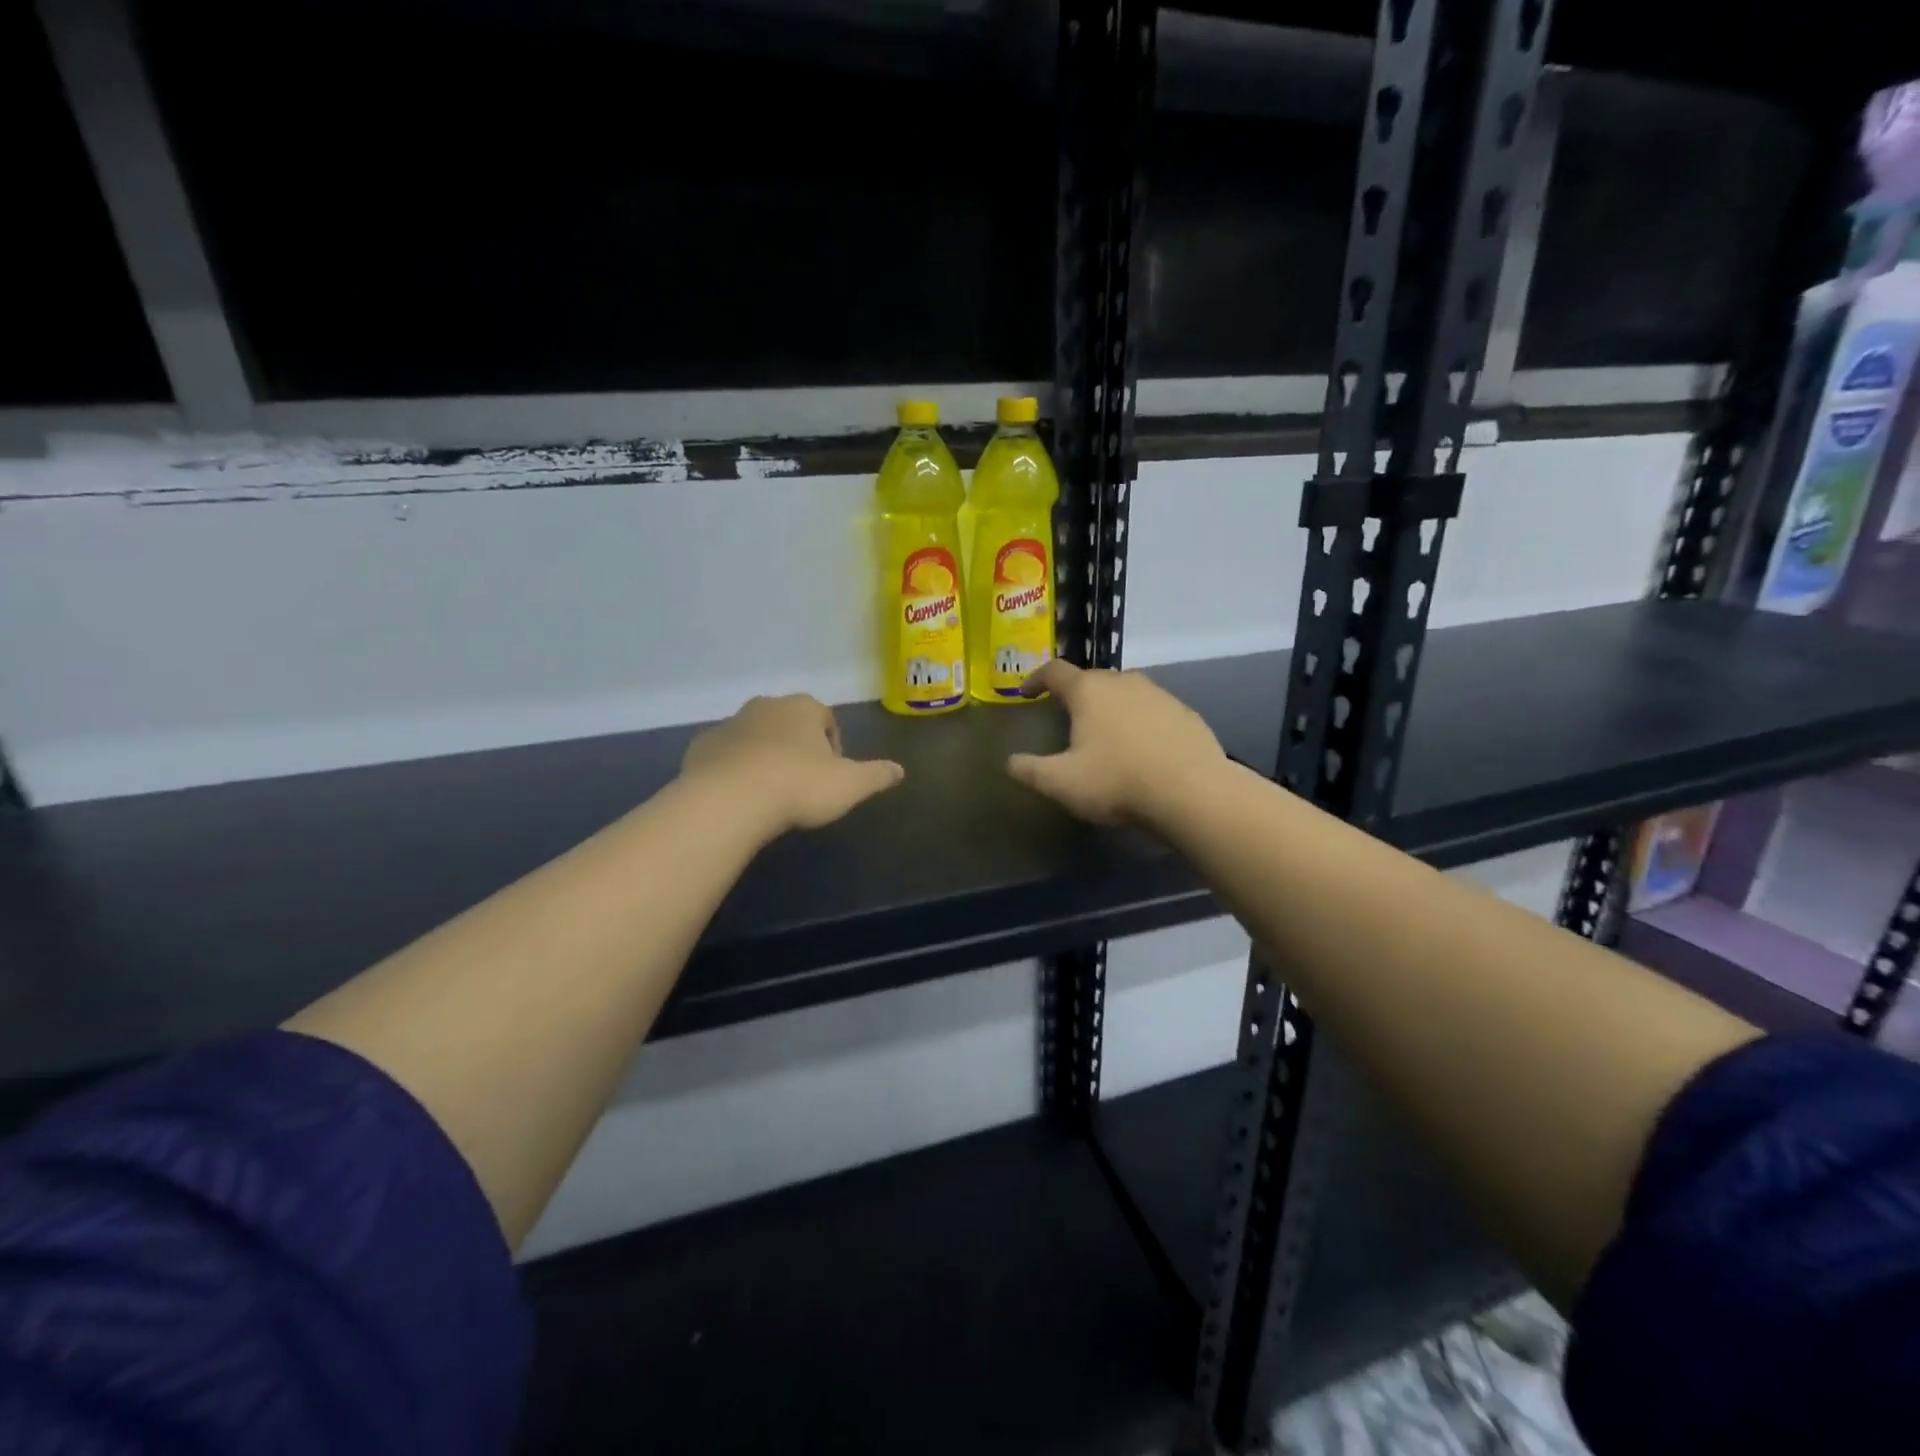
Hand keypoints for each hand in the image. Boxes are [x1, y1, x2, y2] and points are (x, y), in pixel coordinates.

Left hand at [682, 695, 903, 836]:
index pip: (826, 719)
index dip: (833, 746)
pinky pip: (725, 754)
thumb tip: (900, 770)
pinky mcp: (702, 746)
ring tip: (771, 793)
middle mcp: (765, 706)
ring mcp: (730, 724)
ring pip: (755, 737)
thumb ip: (877, 775)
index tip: (832, 775)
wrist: (729, 801)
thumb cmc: (798, 786)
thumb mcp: (850, 785)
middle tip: (803, 784)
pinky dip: (734, 768)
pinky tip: (741, 796)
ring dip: (765, 756)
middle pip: (789, 724)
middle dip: (798, 748)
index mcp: (803, 708)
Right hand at [1006, 661, 1226, 827]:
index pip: (1054, 671)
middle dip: (1075, 695)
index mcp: (1088, 690)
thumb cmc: (1117, 782)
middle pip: (1091, 678)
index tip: (1027, 693)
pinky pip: (1152, 710)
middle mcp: (1123, 681)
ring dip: (1110, 707)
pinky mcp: (1185, 713)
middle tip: (1066, 717)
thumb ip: (1029, 769)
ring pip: (1125, 692)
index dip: (1036, 679)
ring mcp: (1159, 694)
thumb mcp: (1061, 783)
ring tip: (1105, 733)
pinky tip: (1141, 748)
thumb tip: (1010, 761)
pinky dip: (1140, 722)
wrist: (1193, 792)